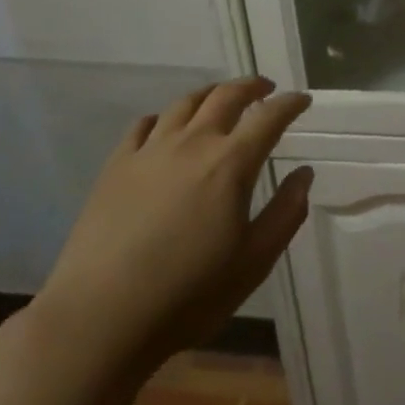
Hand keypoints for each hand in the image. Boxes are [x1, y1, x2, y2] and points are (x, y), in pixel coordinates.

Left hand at [33, 77, 312, 376]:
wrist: (100, 317)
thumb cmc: (189, 294)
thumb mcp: (254, 261)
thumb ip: (286, 213)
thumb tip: (304, 174)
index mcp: (231, 164)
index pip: (269, 117)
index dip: (290, 104)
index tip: (303, 100)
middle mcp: (192, 144)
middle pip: (226, 96)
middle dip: (251, 87)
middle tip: (266, 89)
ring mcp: (149, 151)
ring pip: (184, 103)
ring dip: (210, 94)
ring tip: (221, 98)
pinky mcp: (116, 166)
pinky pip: (144, 125)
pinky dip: (165, 116)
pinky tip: (167, 126)